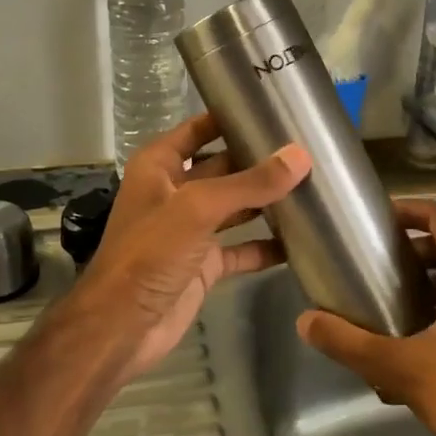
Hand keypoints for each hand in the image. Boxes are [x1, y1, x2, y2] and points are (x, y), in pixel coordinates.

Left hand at [66, 113, 310, 381]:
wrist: (122, 328)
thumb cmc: (150, 254)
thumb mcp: (198, 208)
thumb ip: (249, 183)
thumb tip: (300, 157)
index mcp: (160, 166)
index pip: (199, 129)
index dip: (229, 116)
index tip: (272, 107)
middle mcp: (176, 192)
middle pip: (223, 166)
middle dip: (259, 160)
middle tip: (308, 148)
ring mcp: (191, 230)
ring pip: (235, 207)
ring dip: (267, 200)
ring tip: (313, 186)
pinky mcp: (205, 265)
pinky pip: (242, 248)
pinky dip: (266, 245)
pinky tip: (301, 240)